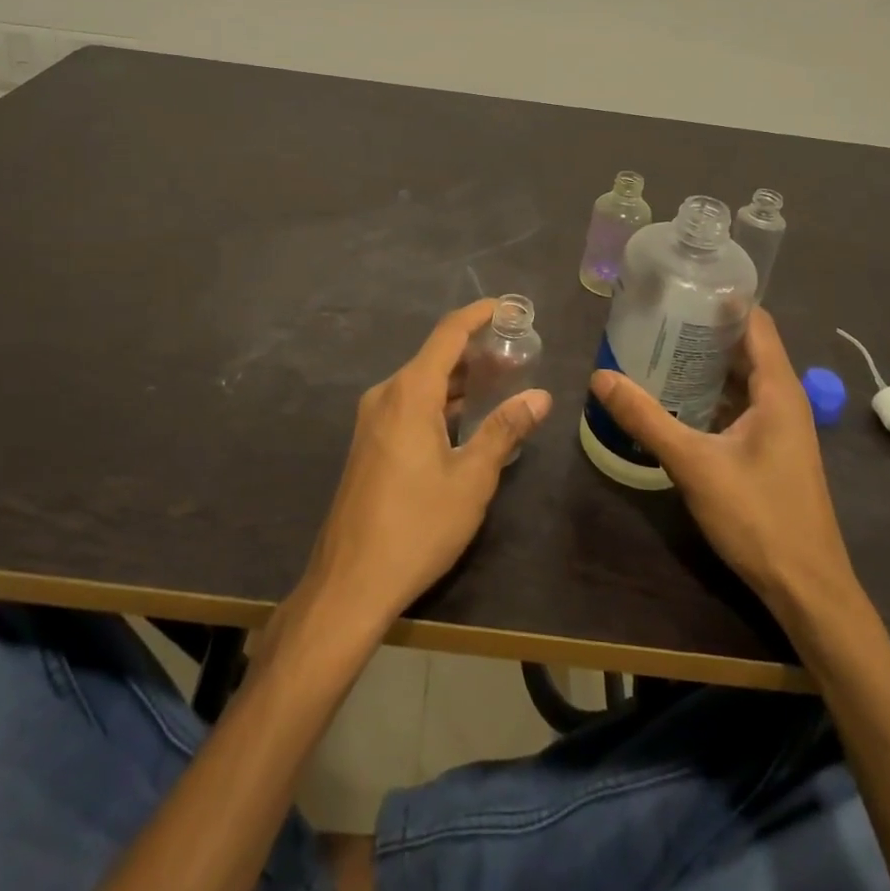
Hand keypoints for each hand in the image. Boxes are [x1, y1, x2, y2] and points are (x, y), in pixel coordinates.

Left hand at [299, 300, 551, 629]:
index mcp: (409, 393)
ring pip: (422, 382)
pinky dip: (440, 402)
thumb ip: (505, 430)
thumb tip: (539, 396)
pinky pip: (410, 405)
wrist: (350, 582)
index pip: (448, 334)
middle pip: (435, 356)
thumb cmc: (417, 526)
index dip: (478, 315)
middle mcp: (386, 395)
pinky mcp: (370, 443)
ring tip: (501, 382)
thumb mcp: (471, 479)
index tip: (508, 308)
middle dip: (476, 351)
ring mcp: (373, 420)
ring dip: (459, 379)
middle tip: (517, 354)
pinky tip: (467, 418)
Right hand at [590, 309, 857, 616]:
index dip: (722, 299)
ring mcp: (780, 426)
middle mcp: (784, 398)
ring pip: (741, 377)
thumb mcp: (694, 463)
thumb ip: (646, 418)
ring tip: (657, 346)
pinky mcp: (771, 449)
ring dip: (705, 362)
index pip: (755, 322)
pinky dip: (710, 392)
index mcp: (778, 389)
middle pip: (745, 346)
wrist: (807, 589)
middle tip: (654, 313)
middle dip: (703, 328)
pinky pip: (739, 404)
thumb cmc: (758, 517)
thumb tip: (600, 376)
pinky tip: (675, 397)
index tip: (680, 283)